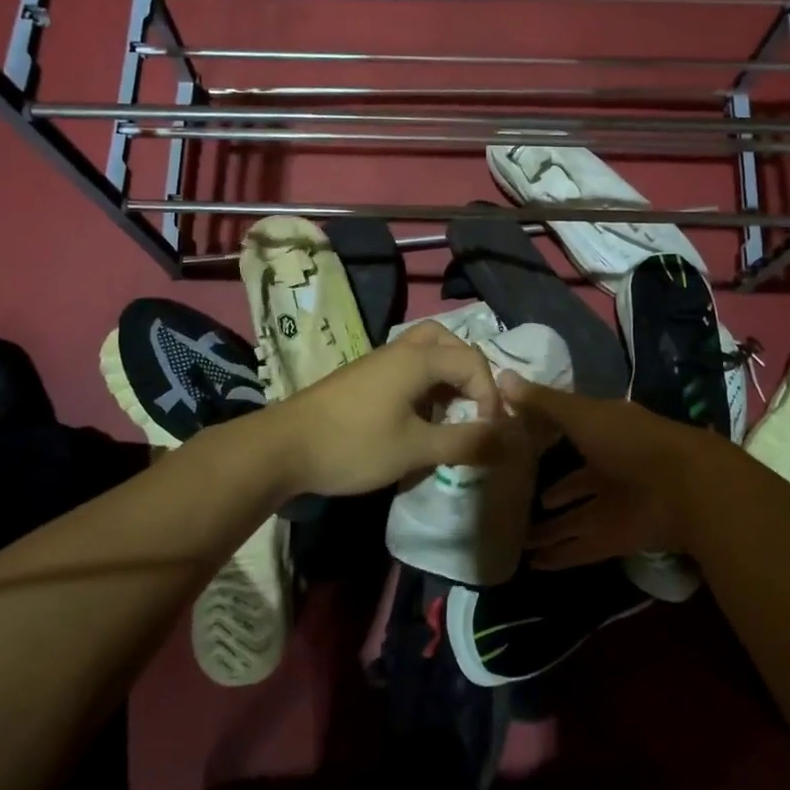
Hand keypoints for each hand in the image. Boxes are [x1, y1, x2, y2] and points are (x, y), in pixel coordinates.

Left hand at [265, 320, 519, 497]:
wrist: (284, 447)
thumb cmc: (354, 444)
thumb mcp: (415, 449)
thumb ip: (463, 442)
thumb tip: (505, 439)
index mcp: (417, 359)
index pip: (472, 360)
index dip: (489, 394)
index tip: (486, 431)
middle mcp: (399, 350)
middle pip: (446, 340)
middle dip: (468, 370)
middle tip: (471, 404)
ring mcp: (377, 362)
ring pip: (423, 351)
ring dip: (444, 375)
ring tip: (448, 412)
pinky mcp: (362, 377)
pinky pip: (405, 367)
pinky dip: (422, 383)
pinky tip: (417, 418)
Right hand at [503, 376, 734, 568]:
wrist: (684, 489)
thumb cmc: (629, 441)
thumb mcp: (581, 414)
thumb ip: (542, 402)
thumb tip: (501, 377)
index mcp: (605, 431)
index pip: (571, 432)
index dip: (546, 436)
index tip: (516, 443)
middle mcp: (610, 468)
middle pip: (575, 482)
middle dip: (551, 491)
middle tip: (514, 498)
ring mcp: (615, 506)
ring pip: (575, 518)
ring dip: (550, 528)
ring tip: (518, 537)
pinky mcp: (617, 539)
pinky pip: (582, 547)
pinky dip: (560, 556)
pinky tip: (533, 564)